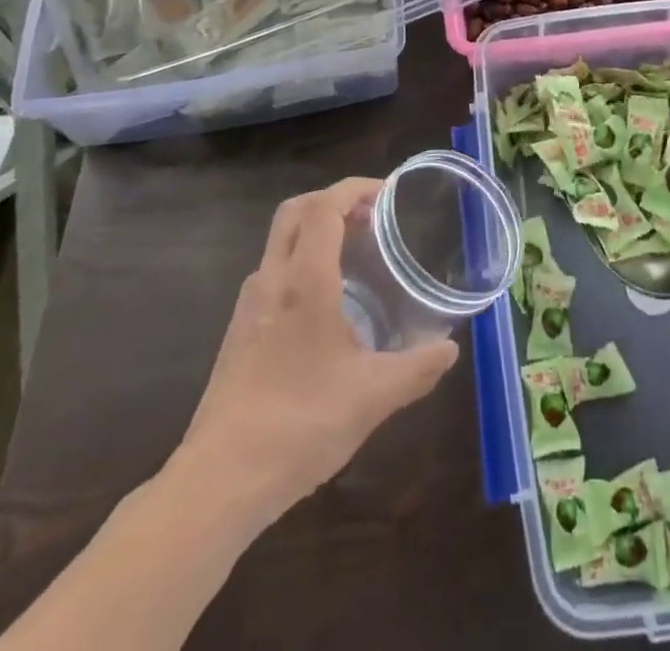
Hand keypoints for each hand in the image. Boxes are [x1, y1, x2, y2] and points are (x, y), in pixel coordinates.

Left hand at [168, 177, 458, 527]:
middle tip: (373, 215)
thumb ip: (417, 368)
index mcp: (304, 281)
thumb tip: (450, 350)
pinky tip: (327, 303)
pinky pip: (273, 272)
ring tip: (356, 254)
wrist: (219, 481)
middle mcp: (272, 280)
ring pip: (281, 241)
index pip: (324, 207)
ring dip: (316, 231)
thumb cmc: (300, 425)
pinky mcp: (239, 331)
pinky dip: (302, 262)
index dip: (356, 189)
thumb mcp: (373, 397)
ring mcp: (249, 305)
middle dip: (334, 199)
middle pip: (296, 211)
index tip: (388, 195)